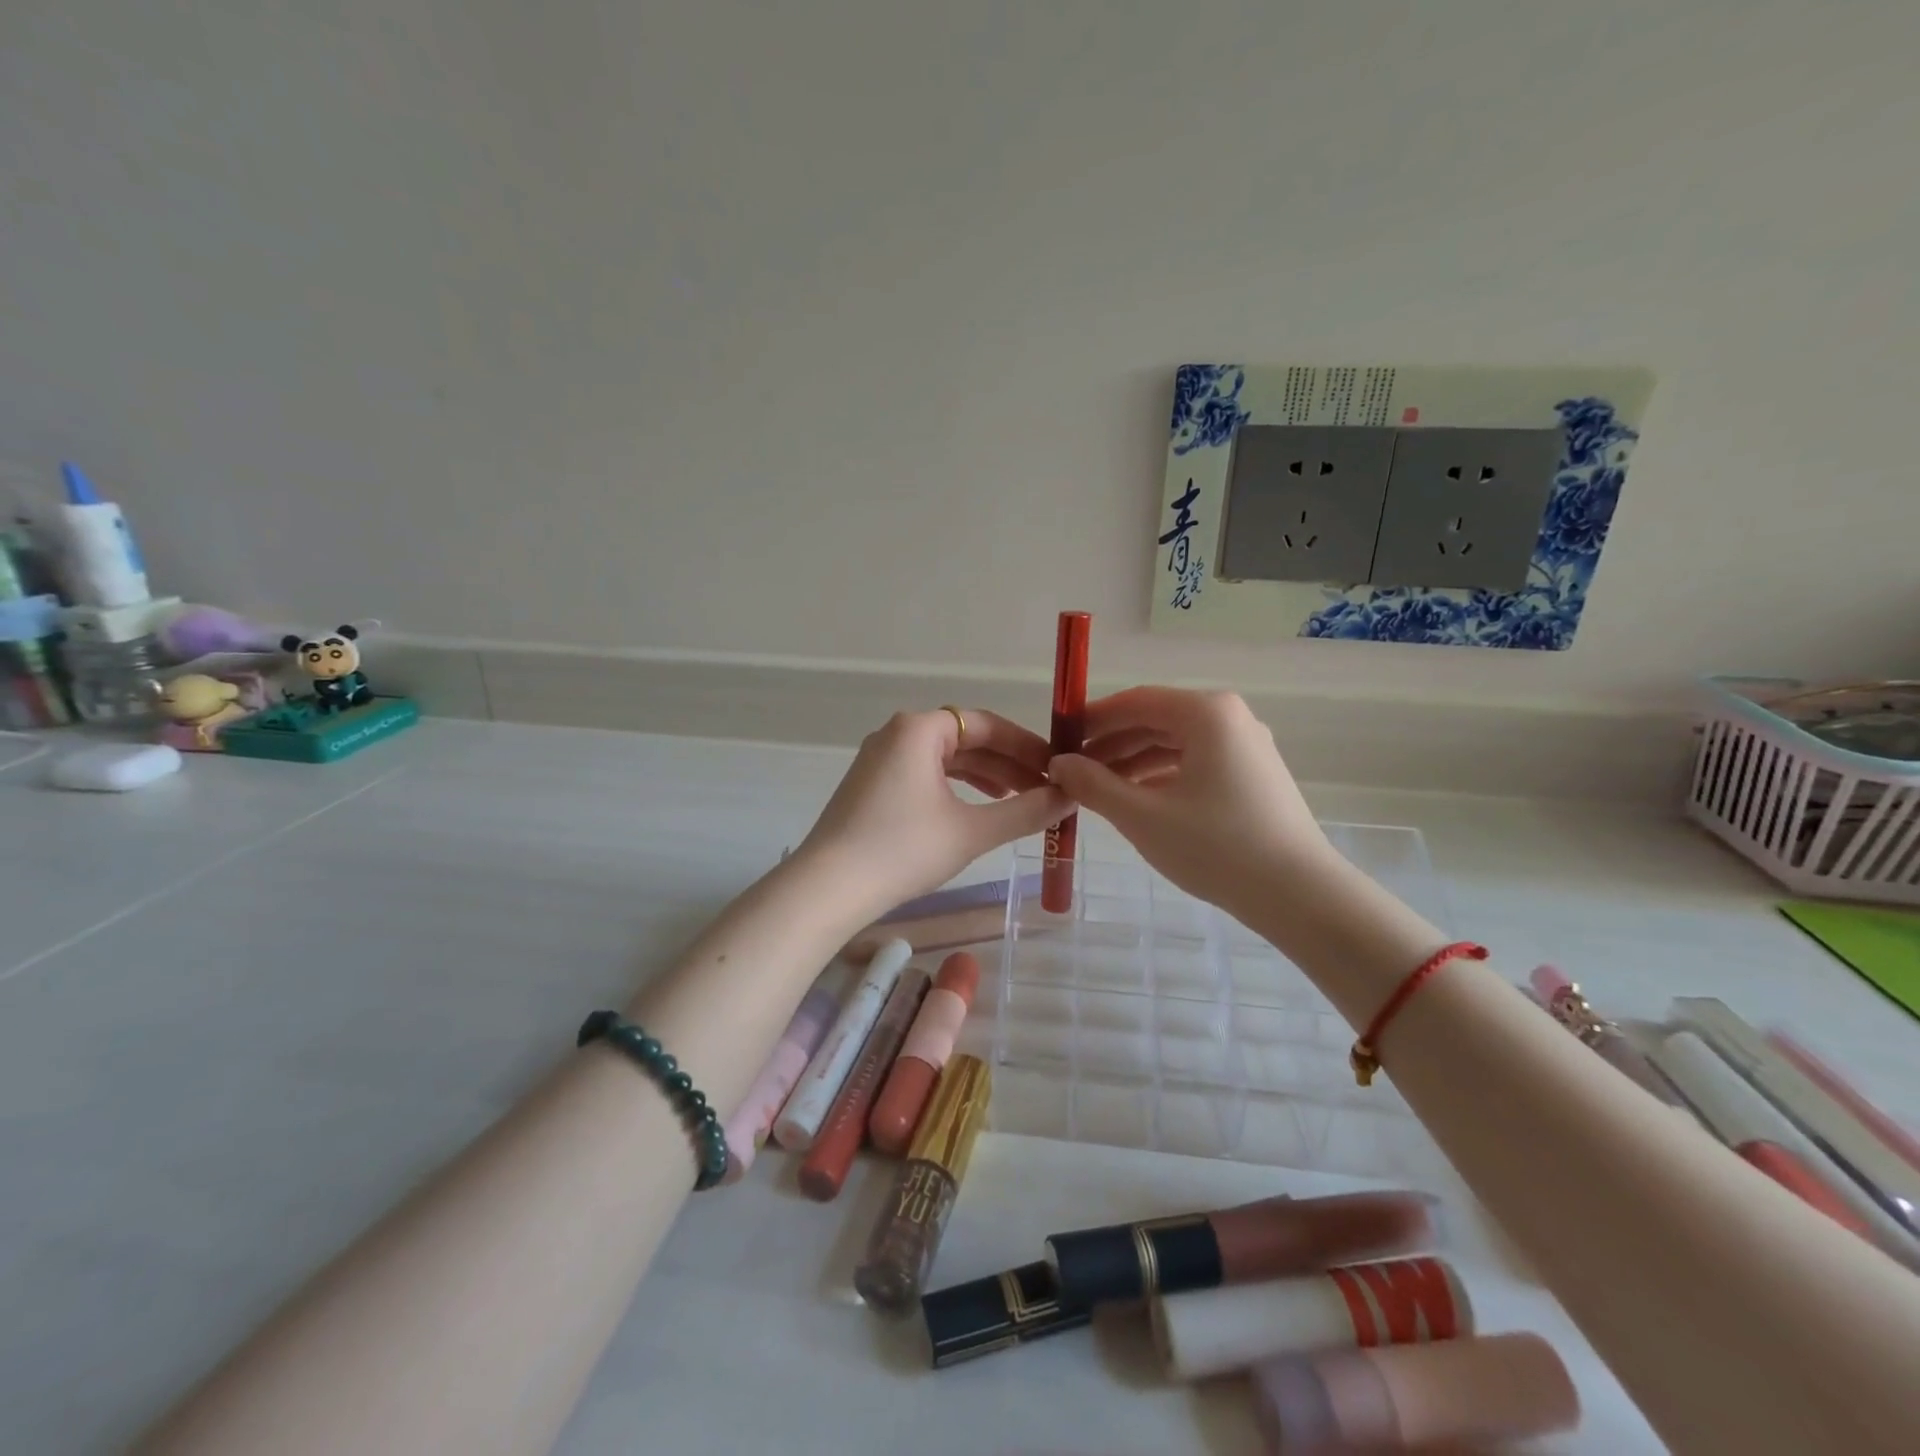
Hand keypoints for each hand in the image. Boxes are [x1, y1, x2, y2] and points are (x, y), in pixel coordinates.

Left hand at [796, 708, 1070, 919]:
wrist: (829, 887)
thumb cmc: (903, 849)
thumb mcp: (972, 831)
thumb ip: (1025, 812)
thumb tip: (1070, 797)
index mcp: (919, 729)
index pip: (986, 724)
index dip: (1026, 745)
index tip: (1056, 767)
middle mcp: (897, 733)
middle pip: (965, 739)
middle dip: (1007, 764)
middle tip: (1044, 789)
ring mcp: (879, 759)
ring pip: (944, 759)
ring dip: (983, 777)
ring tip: (1017, 799)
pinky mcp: (870, 785)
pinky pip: (923, 774)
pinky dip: (954, 788)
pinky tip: (974, 810)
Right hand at [1047, 688, 1329, 915]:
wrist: (1299, 895)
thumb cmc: (1216, 847)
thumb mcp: (1142, 816)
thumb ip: (1093, 785)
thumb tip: (1058, 764)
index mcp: (1206, 713)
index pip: (1135, 701)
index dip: (1092, 719)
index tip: (1059, 740)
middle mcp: (1229, 718)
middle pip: (1156, 720)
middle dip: (1111, 744)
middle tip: (1073, 770)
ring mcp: (1246, 746)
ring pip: (1175, 743)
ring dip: (1133, 762)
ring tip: (1098, 789)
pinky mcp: (1253, 774)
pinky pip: (1196, 762)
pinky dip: (1162, 776)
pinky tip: (1137, 800)